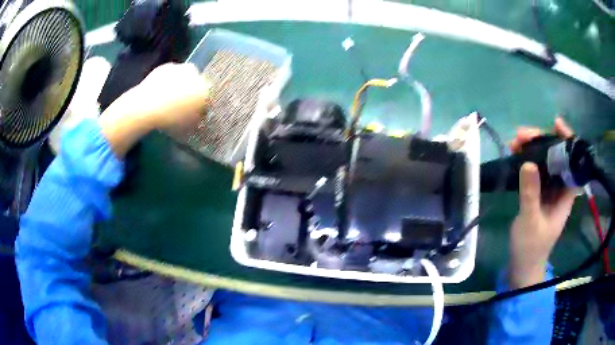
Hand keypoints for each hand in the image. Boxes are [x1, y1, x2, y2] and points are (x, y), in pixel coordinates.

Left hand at [99, 63, 211, 156]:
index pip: (208, 97)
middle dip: (192, 92)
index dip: (201, 106)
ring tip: (169, 99)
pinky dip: (167, 82)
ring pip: (184, 77)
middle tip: (182, 104)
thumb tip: (199, 116)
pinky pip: (170, 75)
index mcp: (205, 89)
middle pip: (197, 84)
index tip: (195, 113)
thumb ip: (197, 119)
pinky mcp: (165, 67)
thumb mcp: (188, 126)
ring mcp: (180, 68)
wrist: (146, 107)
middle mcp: (196, 75)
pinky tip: (160, 93)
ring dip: (180, 85)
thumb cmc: (170, 119)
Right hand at [508, 118, 577, 288]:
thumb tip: (527, 161)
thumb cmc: (531, 248)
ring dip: (531, 148)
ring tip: (514, 142)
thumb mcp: (530, 221)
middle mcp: (560, 188)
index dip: (568, 141)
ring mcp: (549, 190)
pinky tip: (515, 154)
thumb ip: (530, 193)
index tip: (556, 124)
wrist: (522, 266)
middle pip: (557, 156)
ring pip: (545, 161)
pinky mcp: (539, 193)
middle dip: (542, 141)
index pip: (573, 161)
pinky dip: (526, 159)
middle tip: (522, 135)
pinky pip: (535, 170)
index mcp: (566, 194)